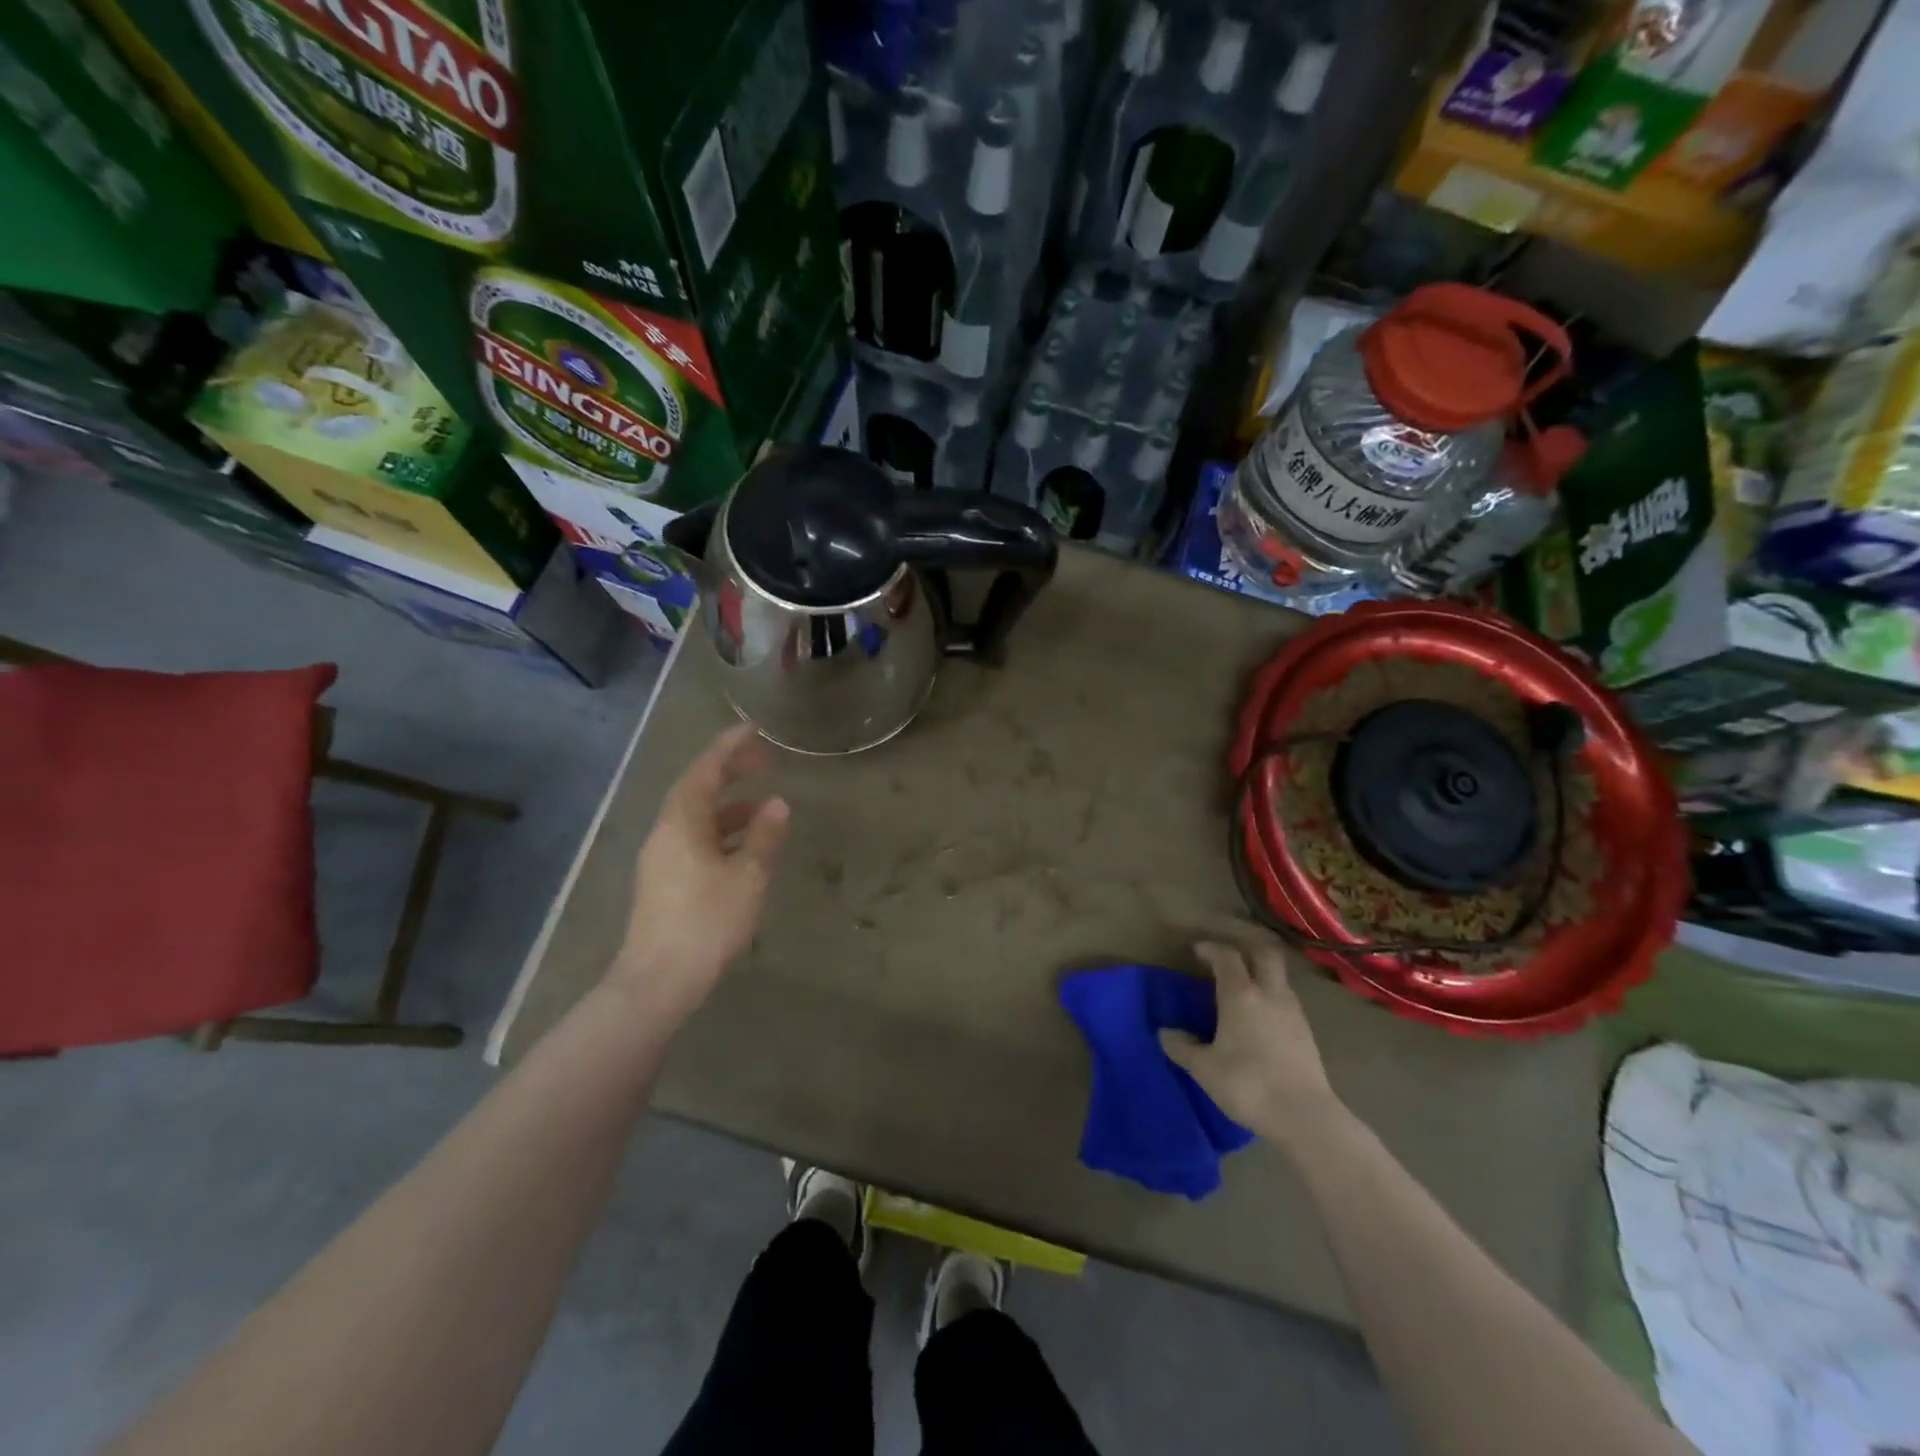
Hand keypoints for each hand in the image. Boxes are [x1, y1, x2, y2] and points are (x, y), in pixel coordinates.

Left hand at [611, 724, 789, 1023]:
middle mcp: (666, 832)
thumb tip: (778, 804)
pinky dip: (722, 831)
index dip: (729, 746)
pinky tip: (746, 847)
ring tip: (766, 808)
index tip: (754, 729)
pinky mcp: (665, 880)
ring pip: (697, 817)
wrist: (658, 980)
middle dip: (730, 771)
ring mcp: (662, 857)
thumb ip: (764, 837)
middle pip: (698, 788)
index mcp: (682, 822)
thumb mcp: (747, 876)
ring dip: (730, 805)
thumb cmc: (707, 922)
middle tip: (765, 761)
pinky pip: (695, 839)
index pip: (705, 769)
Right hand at [1159, 942, 1339, 1142]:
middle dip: (1246, 952)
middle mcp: (1270, 994)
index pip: (1227, 956)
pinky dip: (1273, 1001)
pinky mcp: (1308, 1034)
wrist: (1304, 1116)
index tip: (1197, 951)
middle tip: (1227, 963)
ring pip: (1279, 979)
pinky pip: (1288, 1003)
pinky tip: (1262, 1022)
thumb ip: (1182, 1047)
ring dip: (1262, 977)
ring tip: (1244, 994)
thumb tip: (1165, 1033)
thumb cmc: (1247, 1084)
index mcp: (1241, 994)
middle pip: (1264, 955)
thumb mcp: (1204, 1068)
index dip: (1211, 949)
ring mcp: (1294, 1013)